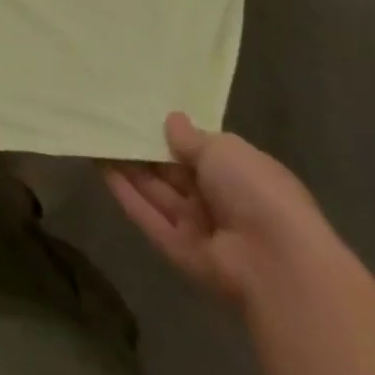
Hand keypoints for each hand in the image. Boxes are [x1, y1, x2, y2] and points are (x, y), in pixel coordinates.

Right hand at [102, 112, 335, 304]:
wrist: (277, 263)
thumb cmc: (257, 192)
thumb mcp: (223, 149)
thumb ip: (191, 137)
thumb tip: (171, 121)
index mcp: (239, 174)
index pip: (199, 151)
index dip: (171, 134)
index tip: (140, 111)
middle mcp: (218, 201)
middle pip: (173, 172)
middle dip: (144, 149)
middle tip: (109, 119)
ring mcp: (198, 228)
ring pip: (156, 193)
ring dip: (128, 168)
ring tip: (96, 136)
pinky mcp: (178, 251)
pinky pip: (149, 218)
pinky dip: (126, 194)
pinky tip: (100, 167)